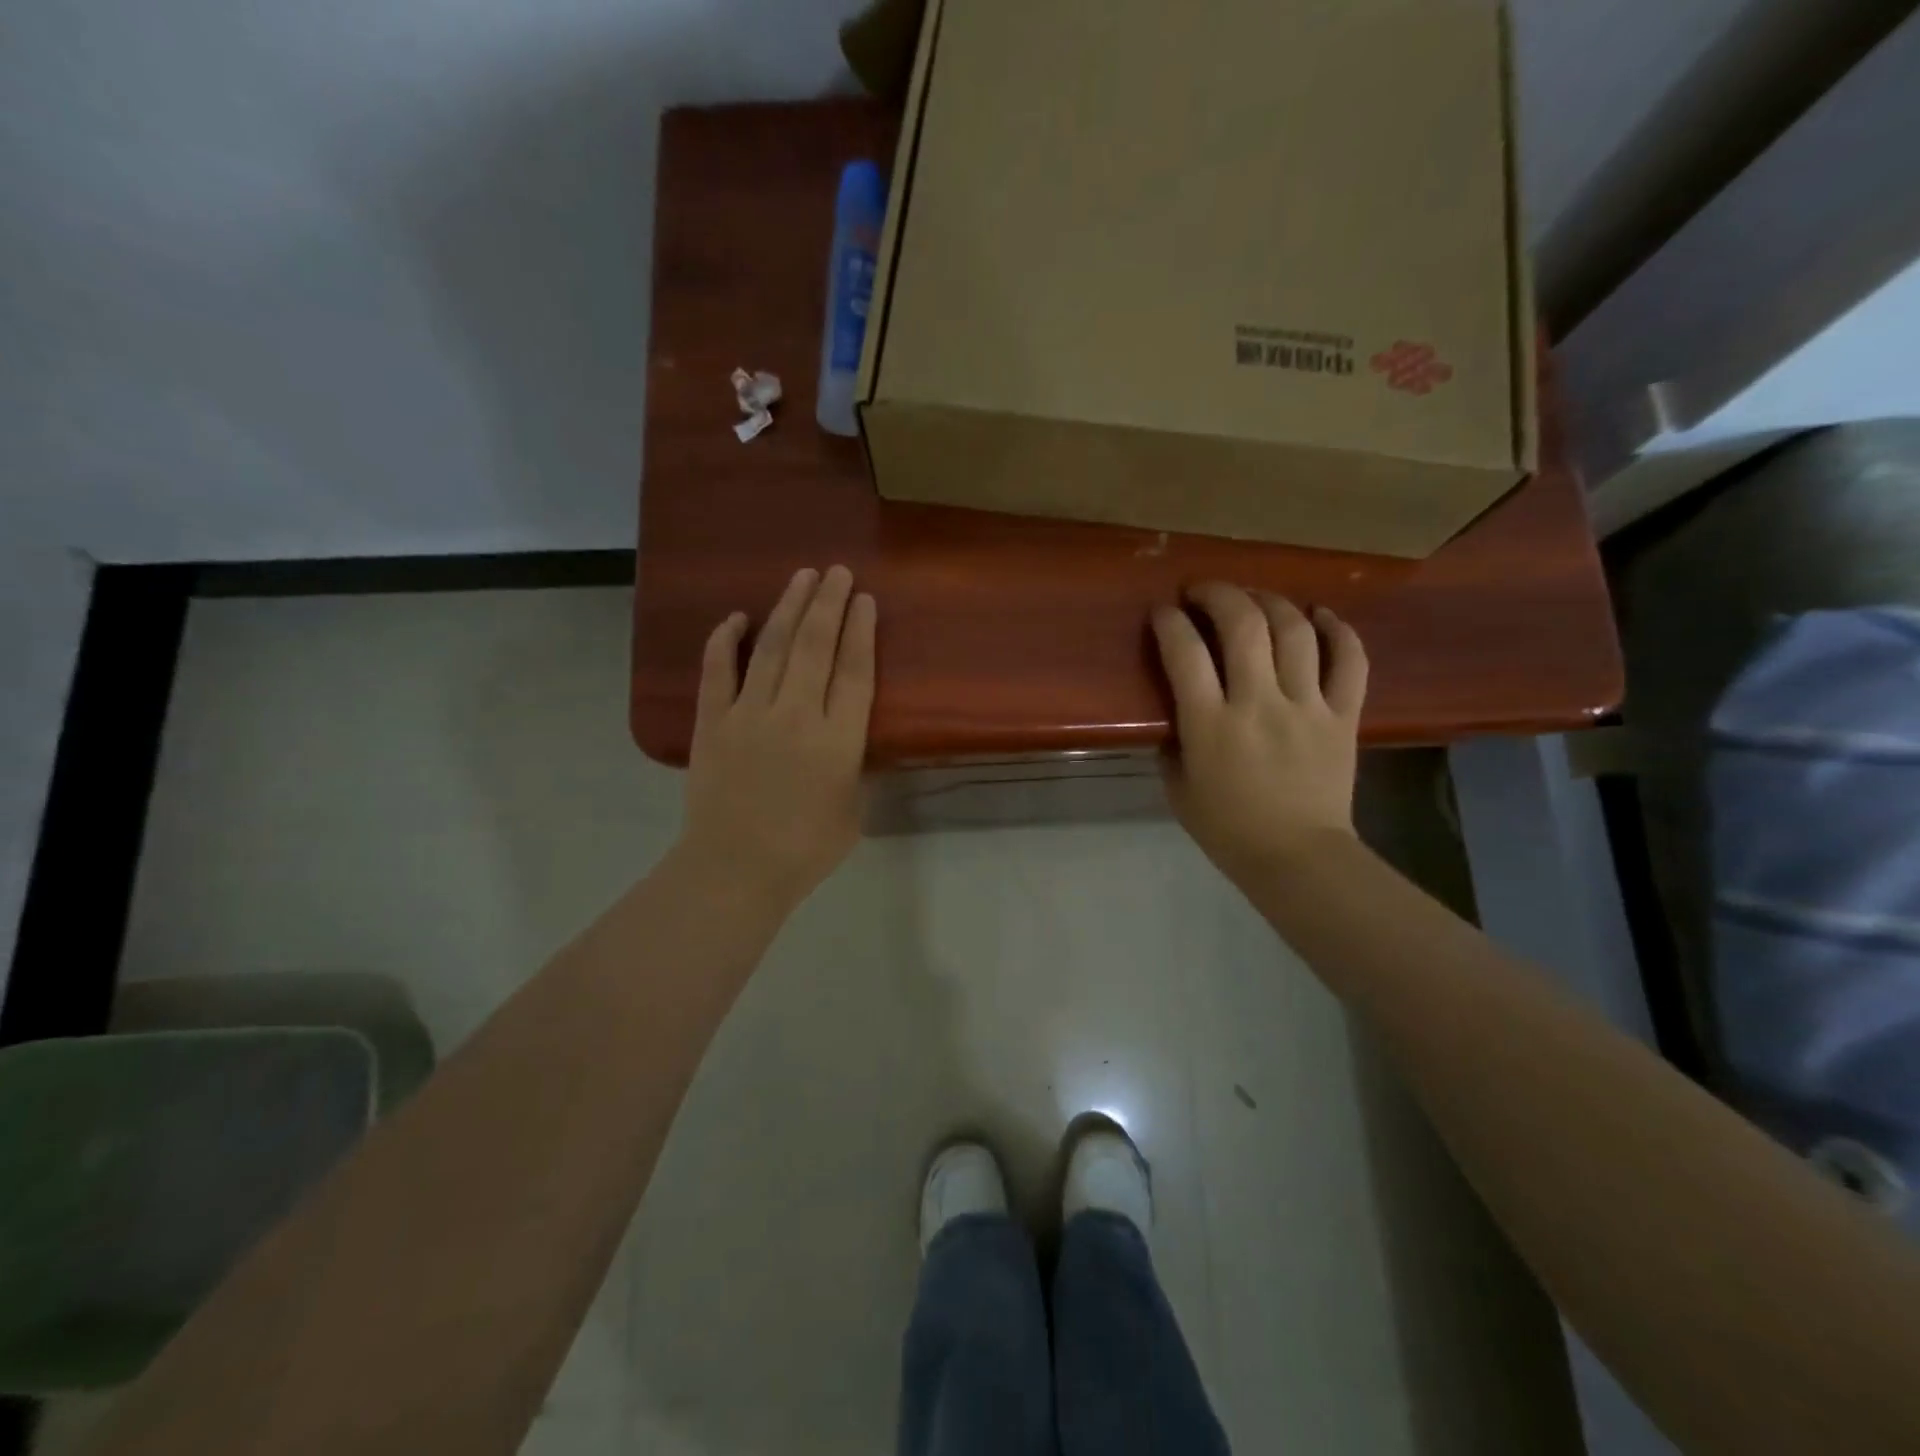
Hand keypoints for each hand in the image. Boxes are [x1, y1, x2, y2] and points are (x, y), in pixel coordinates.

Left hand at [678, 566, 876, 909]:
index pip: (854, 671)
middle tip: (836, 571)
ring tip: (801, 577)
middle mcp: (797, 715)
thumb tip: (843, 739)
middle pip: (815, 646)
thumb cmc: (804, 850)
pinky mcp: (711, 723)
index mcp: (839, 740)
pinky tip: (736, 616)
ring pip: (772, 648)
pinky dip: (725, 641)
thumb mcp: (852, 810)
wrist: (735, 870)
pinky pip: (717, 671)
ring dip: (788, 608)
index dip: (860, 631)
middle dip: (828, 603)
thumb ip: (852, 766)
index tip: (863, 599)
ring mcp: (749, 714)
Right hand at [1151, 583, 1368, 886]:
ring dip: (1271, 602)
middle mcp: (1259, 703)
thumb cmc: (1228, 829)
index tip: (1163, 613)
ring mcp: (1307, 706)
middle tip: (1204, 591)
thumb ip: (1173, 742)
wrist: (1297, 858)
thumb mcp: (1178, 788)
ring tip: (1255, 598)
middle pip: (1244, 625)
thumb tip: (1178, 711)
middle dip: (1219, 594)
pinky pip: (1350, 661)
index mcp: (1211, 725)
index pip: (1185, 654)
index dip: (1169, 622)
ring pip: (1295, 631)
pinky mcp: (1343, 716)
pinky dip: (1338, 630)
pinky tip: (1320, 615)